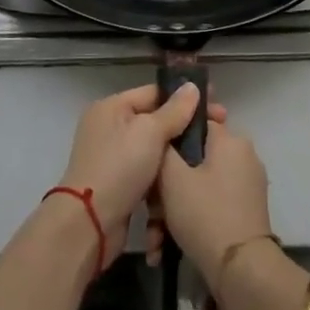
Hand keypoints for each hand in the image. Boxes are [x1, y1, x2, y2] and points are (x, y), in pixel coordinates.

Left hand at [56, 83, 225, 243]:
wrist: (90, 224)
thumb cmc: (120, 168)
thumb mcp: (150, 132)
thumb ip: (174, 110)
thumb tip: (192, 86)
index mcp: (111, 107)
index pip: (154, 93)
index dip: (185, 96)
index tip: (216, 103)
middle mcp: (109, 127)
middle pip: (155, 120)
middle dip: (185, 125)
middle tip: (219, 129)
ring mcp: (113, 157)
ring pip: (153, 148)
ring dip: (177, 151)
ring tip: (208, 153)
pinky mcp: (119, 184)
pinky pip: (148, 170)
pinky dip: (165, 173)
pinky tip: (188, 176)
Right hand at [151, 119, 272, 292]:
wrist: (241, 272)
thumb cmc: (204, 214)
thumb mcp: (172, 177)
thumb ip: (164, 147)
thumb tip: (165, 134)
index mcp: (231, 140)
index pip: (194, 124)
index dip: (168, 140)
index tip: (151, 161)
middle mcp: (243, 157)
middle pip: (193, 161)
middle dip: (166, 188)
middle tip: (150, 212)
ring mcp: (247, 186)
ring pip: (198, 187)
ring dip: (172, 211)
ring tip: (155, 240)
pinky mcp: (246, 212)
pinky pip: (210, 205)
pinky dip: (190, 221)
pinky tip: (166, 247)